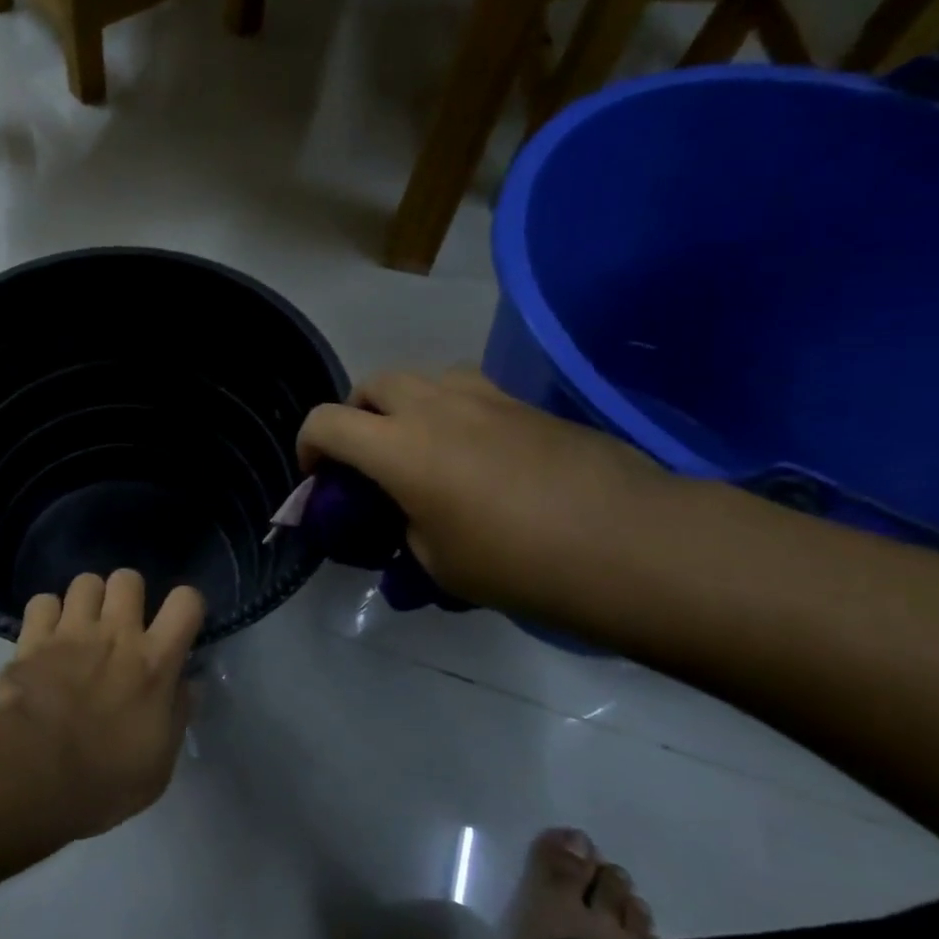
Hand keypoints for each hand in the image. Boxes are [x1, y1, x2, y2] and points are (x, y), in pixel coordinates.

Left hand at [0, 570, 205, 839]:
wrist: (32, 775)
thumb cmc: (105, 780)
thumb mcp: (159, 764)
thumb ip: (176, 716)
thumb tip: (187, 685)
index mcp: (155, 661)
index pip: (187, 601)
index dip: (185, 606)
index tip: (177, 626)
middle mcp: (116, 633)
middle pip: (128, 577)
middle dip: (127, 595)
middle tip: (121, 624)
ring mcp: (71, 631)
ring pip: (85, 581)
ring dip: (87, 600)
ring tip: (82, 626)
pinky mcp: (31, 638)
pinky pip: (42, 601)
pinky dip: (46, 615)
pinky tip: (45, 636)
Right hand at [296, 368, 669, 605]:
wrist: (630, 543)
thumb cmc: (518, 562)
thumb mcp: (437, 561)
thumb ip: (405, 526)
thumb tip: (411, 514)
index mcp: (399, 448)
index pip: (326, 422)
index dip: (308, 446)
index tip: (317, 478)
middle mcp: (435, 408)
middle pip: (373, 384)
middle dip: (355, 414)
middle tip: (367, 456)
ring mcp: (486, 398)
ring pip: (424, 376)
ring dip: (405, 404)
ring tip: (420, 445)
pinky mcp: (527, 404)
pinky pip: (470, 391)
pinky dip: (452, 411)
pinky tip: (474, 453)